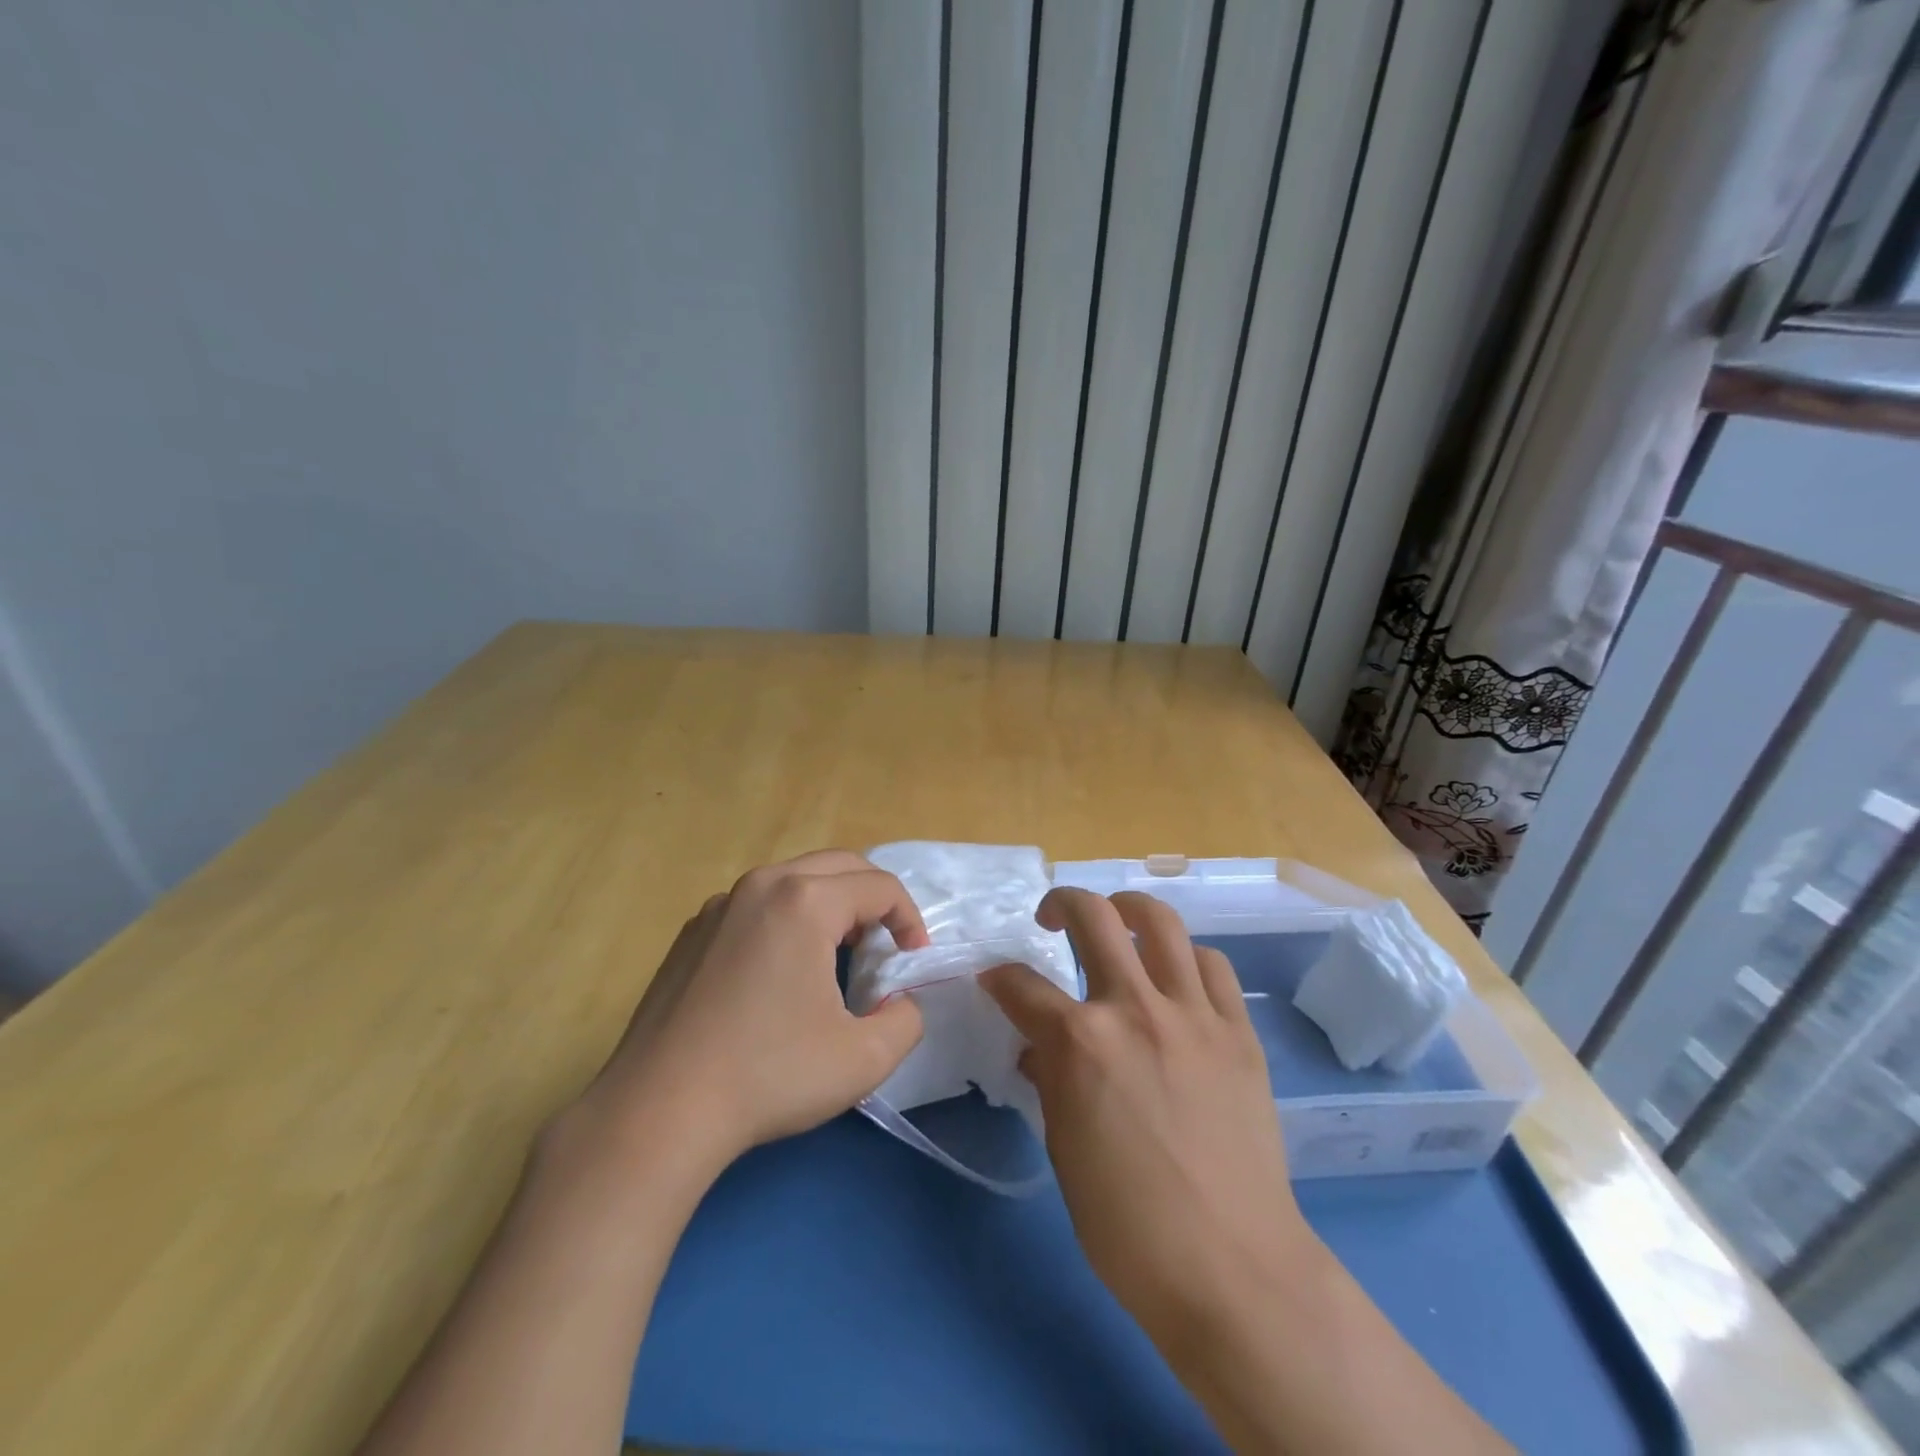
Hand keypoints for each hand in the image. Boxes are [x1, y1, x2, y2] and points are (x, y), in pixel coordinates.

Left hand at [576, 850, 929, 1179]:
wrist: (658, 1111)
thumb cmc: (769, 1076)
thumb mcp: (864, 1058)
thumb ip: (907, 1019)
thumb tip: (900, 1000)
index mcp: (806, 901)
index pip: (880, 887)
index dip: (910, 920)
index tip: (913, 962)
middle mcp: (762, 885)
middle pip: (840, 866)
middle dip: (873, 900)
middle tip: (883, 947)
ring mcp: (721, 904)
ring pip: (796, 879)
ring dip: (831, 905)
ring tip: (838, 955)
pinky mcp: (693, 930)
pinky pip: (757, 904)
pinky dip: (787, 918)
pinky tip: (779, 973)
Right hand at [981, 889, 1307, 1339]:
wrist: (1231, 1268)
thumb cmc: (1127, 1224)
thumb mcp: (1064, 1148)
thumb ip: (1049, 1079)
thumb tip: (1039, 1048)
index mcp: (1080, 1042)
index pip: (1021, 985)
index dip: (998, 979)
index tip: (994, 982)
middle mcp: (1133, 1008)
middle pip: (1093, 917)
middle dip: (1061, 903)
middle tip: (1051, 918)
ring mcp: (1193, 1014)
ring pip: (1160, 921)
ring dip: (1128, 909)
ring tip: (1118, 921)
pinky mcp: (1238, 1031)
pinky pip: (1213, 966)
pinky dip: (1187, 958)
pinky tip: (1177, 978)